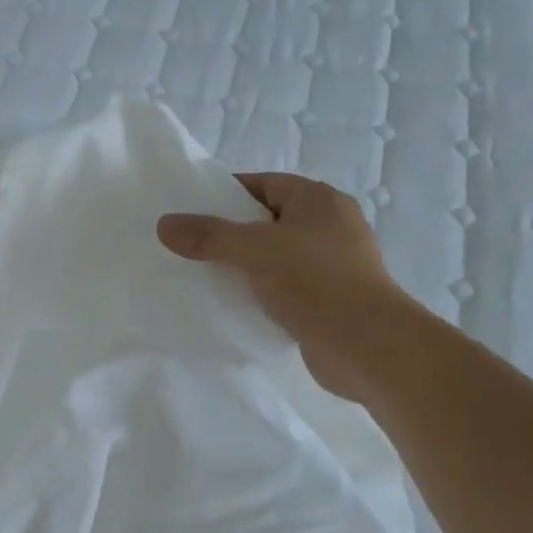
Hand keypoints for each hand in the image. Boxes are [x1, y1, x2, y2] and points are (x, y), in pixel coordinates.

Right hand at [157, 174, 402, 400]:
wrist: (369, 347)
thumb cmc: (317, 282)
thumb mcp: (256, 250)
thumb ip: (210, 235)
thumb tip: (164, 224)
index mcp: (319, 201)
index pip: (263, 184)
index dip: (225, 193)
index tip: (189, 210)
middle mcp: (328, 226)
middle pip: (265, 221)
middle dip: (228, 233)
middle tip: (187, 245)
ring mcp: (330, 265)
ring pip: (273, 257)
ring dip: (242, 266)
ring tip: (199, 275)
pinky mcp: (326, 300)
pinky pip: (282, 287)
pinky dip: (257, 293)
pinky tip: (229, 304)